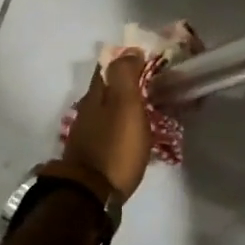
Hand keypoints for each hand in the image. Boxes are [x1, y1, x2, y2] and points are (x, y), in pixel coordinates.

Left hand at [57, 53, 150, 199]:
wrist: (90, 195)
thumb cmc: (115, 147)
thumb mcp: (125, 105)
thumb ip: (126, 74)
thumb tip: (130, 49)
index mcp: (96, 94)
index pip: (109, 65)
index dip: (127, 58)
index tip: (150, 59)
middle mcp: (88, 109)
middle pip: (108, 87)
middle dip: (129, 82)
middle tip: (156, 84)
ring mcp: (88, 132)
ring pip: (109, 109)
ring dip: (127, 105)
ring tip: (151, 108)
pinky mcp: (93, 153)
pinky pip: (112, 129)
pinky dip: (124, 125)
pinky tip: (137, 133)